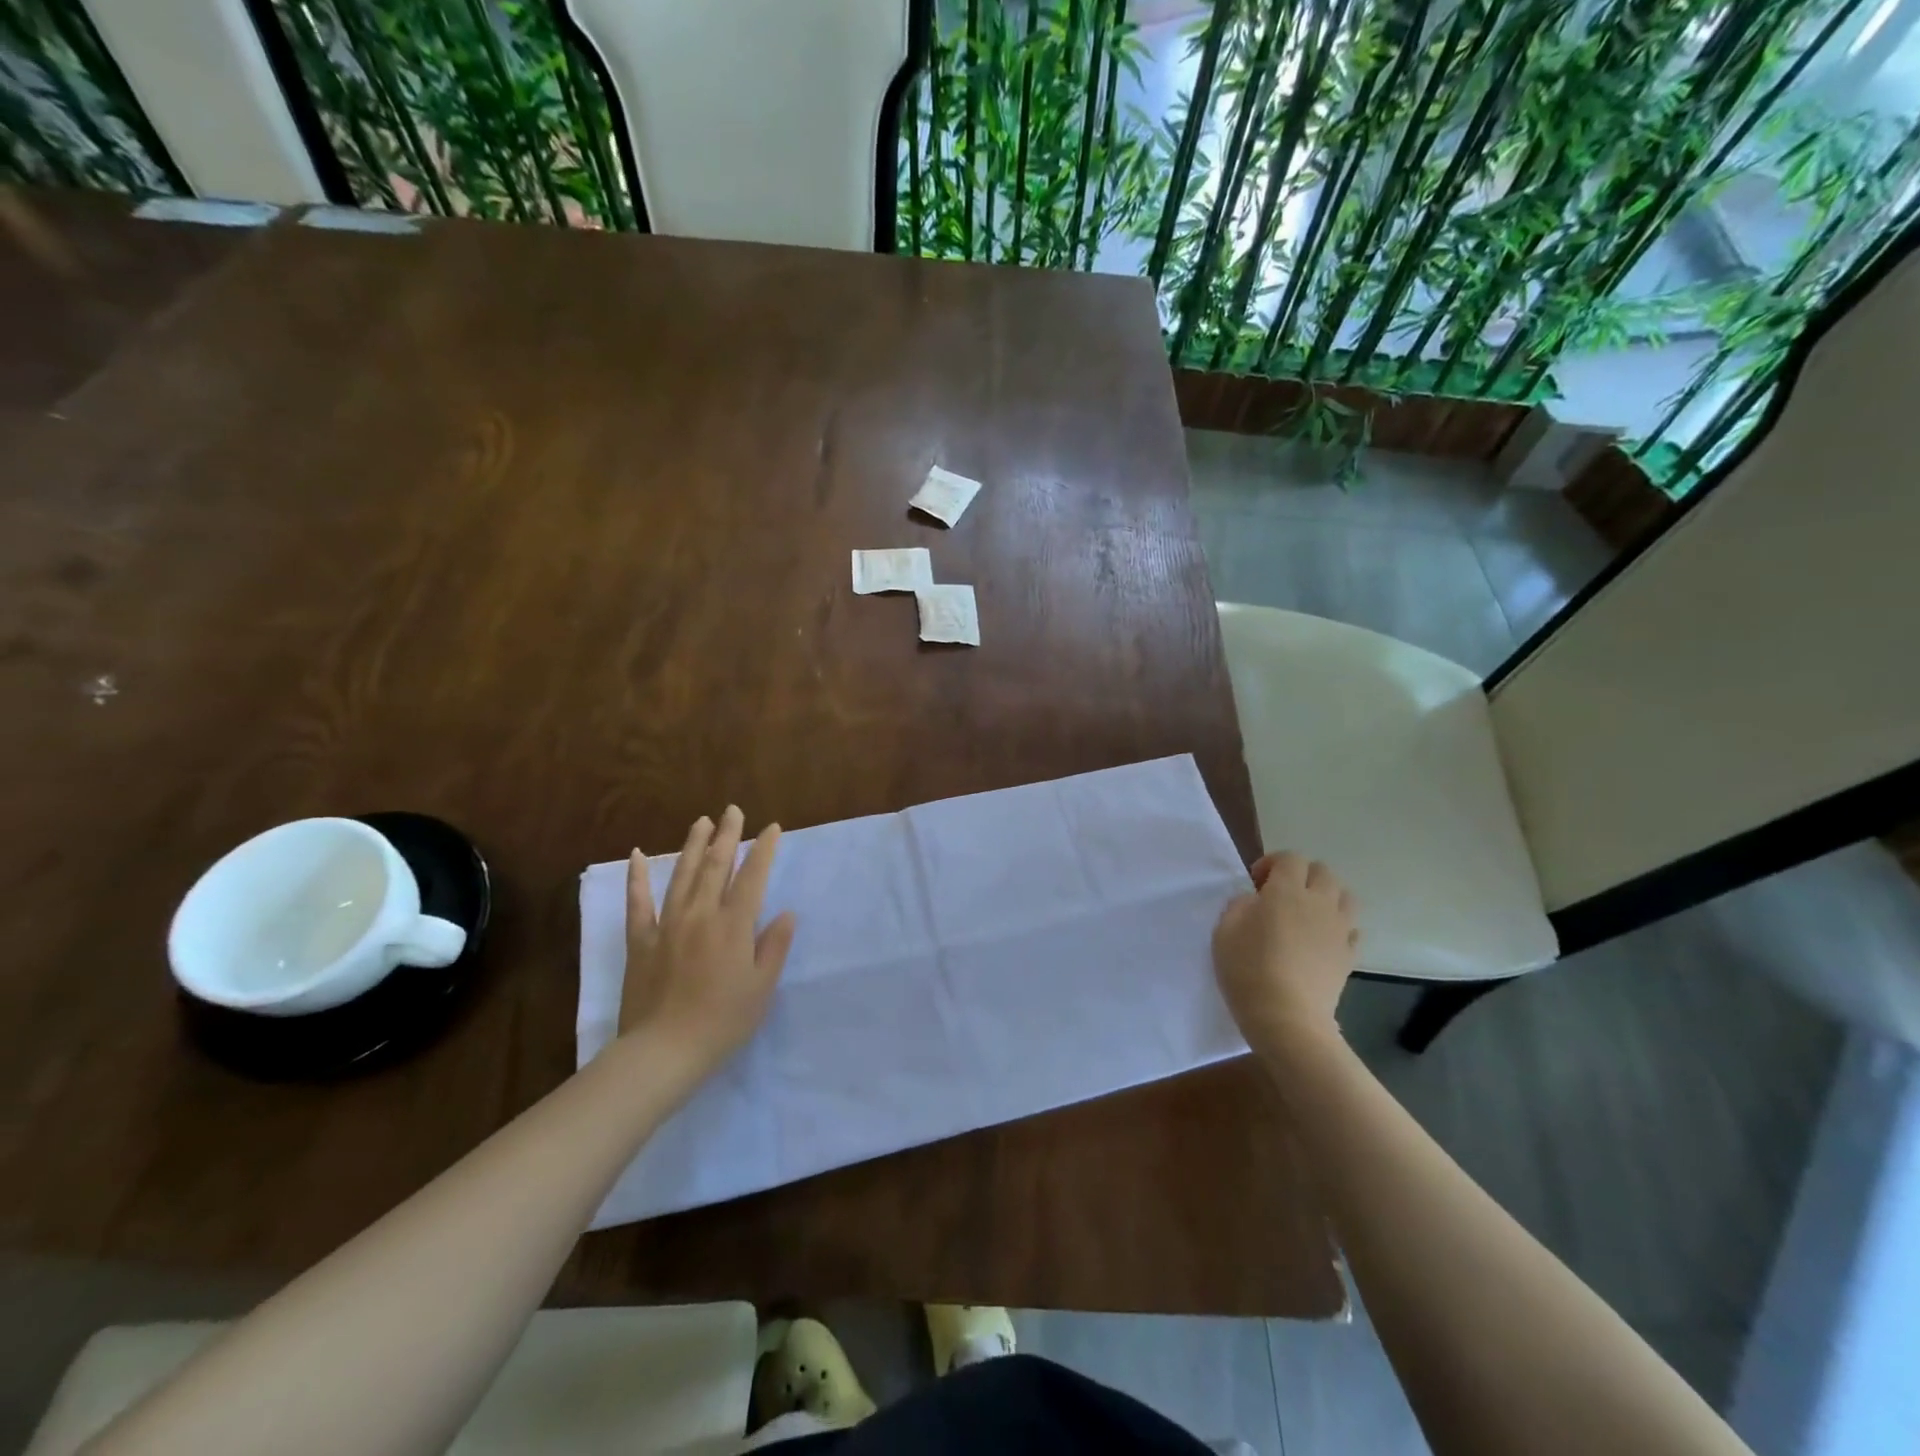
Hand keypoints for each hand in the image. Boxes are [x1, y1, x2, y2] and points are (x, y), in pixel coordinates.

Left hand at [620, 807, 796, 1076]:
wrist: (663, 1052)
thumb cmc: (723, 1022)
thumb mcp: (761, 987)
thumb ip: (774, 946)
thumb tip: (787, 913)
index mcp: (733, 925)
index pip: (752, 877)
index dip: (763, 850)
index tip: (771, 828)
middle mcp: (701, 915)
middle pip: (715, 866)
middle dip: (727, 835)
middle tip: (734, 810)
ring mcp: (667, 925)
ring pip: (681, 875)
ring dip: (693, 845)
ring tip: (702, 821)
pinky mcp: (641, 941)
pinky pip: (638, 903)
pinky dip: (636, 877)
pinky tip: (635, 855)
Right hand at [1212, 851, 1359, 1050]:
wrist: (1286, 1017)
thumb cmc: (1248, 969)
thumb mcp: (1224, 930)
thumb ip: (1239, 905)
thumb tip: (1255, 900)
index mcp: (1286, 891)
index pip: (1290, 858)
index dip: (1273, 863)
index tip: (1256, 882)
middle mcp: (1318, 903)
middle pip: (1322, 871)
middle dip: (1302, 875)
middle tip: (1281, 895)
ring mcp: (1339, 930)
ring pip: (1345, 896)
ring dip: (1326, 897)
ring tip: (1307, 914)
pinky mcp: (1349, 956)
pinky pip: (1351, 929)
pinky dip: (1339, 927)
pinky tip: (1321, 941)